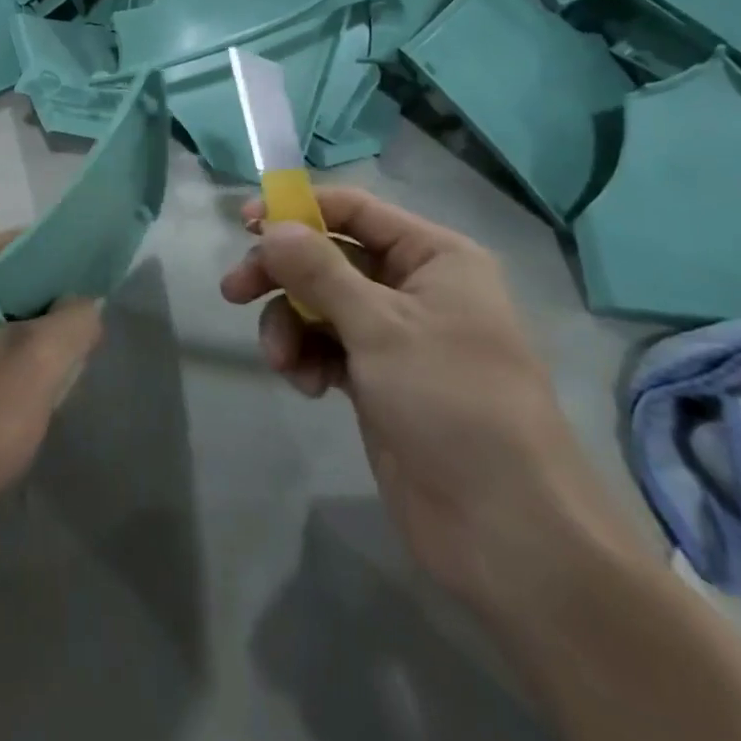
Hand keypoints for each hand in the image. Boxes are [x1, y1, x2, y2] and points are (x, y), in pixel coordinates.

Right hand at [222, 189, 635, 620]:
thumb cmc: (452, 403)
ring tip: (281, 361)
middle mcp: (415, 286)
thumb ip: (318, 270)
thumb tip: (271, 225)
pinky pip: (327, 346)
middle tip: (234, 291)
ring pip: (321, 304)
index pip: (355, 210)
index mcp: (434, 257)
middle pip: (329, 257)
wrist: (506, 531)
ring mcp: (396, 336)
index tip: (245, 221)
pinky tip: (305, 385)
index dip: (299, 209)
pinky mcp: (379, 379)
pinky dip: (308, 357)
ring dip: (290, 324)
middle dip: (282, 275)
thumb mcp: (380, 327)